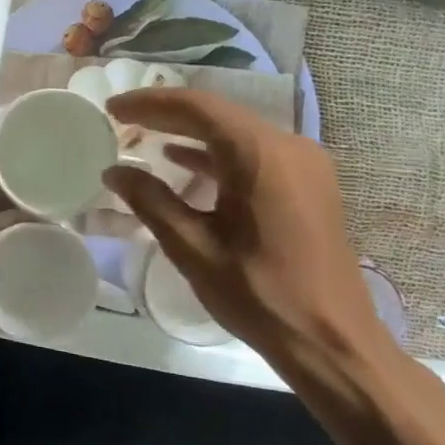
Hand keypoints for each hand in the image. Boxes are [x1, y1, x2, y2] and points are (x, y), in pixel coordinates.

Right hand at [101, 88, 400, 386]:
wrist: (332, 341)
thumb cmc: (259, 293)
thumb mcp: (192, 247)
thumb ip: (150, 201)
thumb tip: (114, 171)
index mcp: (260, 155)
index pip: (196, 108)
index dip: (149, 103)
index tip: (112, 108)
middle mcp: (288, 146)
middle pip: (218, 114)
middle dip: (167, 114)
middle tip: (121, 119)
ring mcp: (304, 164)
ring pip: (236, 132)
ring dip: (190, 133)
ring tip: (144, 135)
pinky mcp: (309, 184)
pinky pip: (254, 153)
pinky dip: (216, 153)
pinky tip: (183, 162)